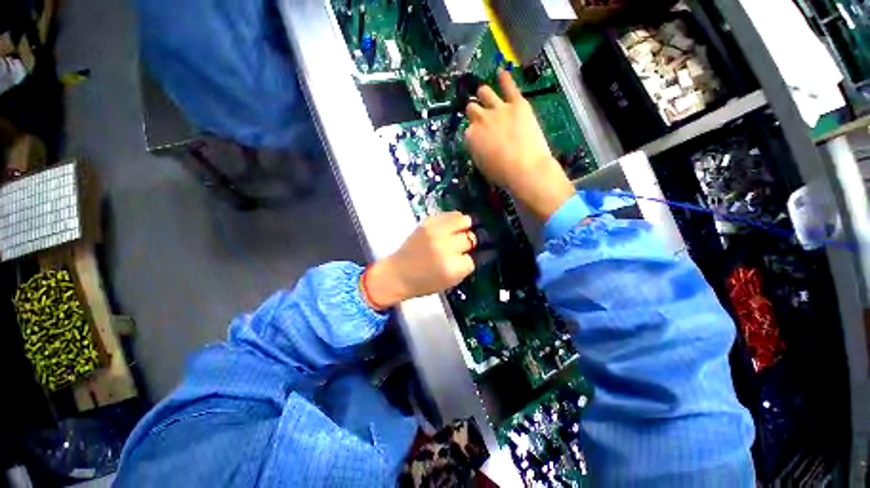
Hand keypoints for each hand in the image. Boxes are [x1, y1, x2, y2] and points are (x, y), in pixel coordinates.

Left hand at [363, 212, 475, 309]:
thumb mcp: (449, 282)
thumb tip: (473, 253)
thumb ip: (463, 267)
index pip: (473, 259)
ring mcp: (437, 232)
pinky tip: (451, 226)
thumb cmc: (423, 283)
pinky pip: (450, 214)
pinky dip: (454, 220)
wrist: (397, 273)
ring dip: (464, 227)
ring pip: (464, 221)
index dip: (468, 259)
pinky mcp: (428, 222)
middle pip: (470, 239)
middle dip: (467, 244)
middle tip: (460, 247)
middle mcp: (446, 247)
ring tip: (460, 231)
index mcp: (453, 267)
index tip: (463, 260)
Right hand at [465, 70, 574, 220]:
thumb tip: (480, 144)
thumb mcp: (482, 166)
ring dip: (484, 94)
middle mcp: (480, 119)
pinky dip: (505, 78)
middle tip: (480, 115)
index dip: (474, 133)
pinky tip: (501, 72)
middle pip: (472, 108)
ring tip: (485, 94)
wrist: (525, 169)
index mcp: (470, 137)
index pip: (468, 130)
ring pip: (485, 92)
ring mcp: (498, 109)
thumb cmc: (502, 174)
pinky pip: (509, 86)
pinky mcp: (517, 103)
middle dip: (475, 112)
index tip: (479, 138)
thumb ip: (478, 150)